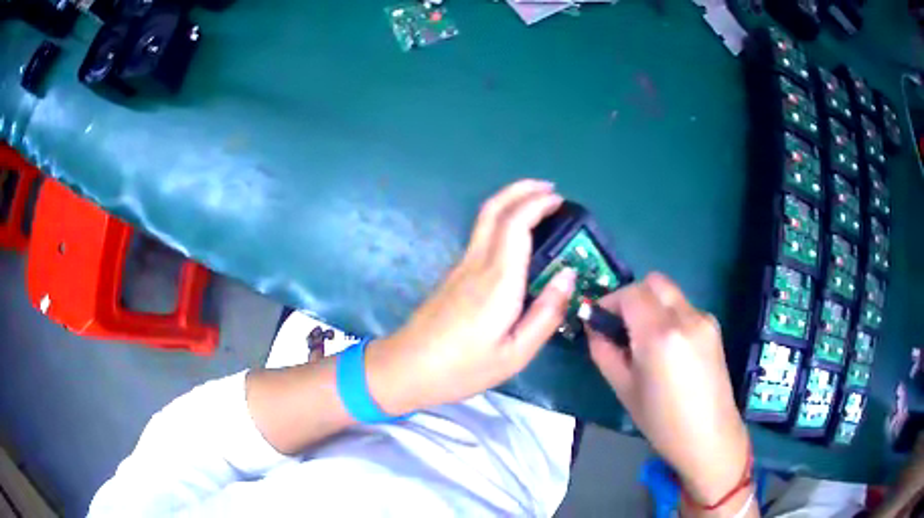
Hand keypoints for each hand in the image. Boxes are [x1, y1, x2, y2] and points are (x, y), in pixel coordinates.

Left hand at [366, 179, 576, 413]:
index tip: (560, 200)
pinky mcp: (454, 275)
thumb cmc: (463, 367)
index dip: (538, 204)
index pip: (516, 224)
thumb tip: (568, 275)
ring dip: (511, 202)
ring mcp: (461, 267)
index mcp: (498, 280)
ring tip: (538, 205)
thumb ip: (546, 314)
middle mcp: (477, 263)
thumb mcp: (516, 353)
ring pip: (485, 219)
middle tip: (549, 189)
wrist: (407, 368)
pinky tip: (517, 238)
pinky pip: (481, 235)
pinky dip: (502, 221)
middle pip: (495, 209)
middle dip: (522, 189)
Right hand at [587, 274, 750, 505]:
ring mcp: (704, 319)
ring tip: (646, 340)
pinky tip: (669, 348)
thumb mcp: (624, 389)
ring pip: (670, 294)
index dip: (610, 301)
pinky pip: (685, 308)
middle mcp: (685, 317)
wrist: (709, 436)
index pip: (630, 293)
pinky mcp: (714, 326)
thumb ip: (604, 352)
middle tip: (622, 325)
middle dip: (632, 296)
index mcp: (659, 335)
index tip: (600, 320)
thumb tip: (594, 327)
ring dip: (652, 306)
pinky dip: (669, 316)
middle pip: (653, 282)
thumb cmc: (662, 421)